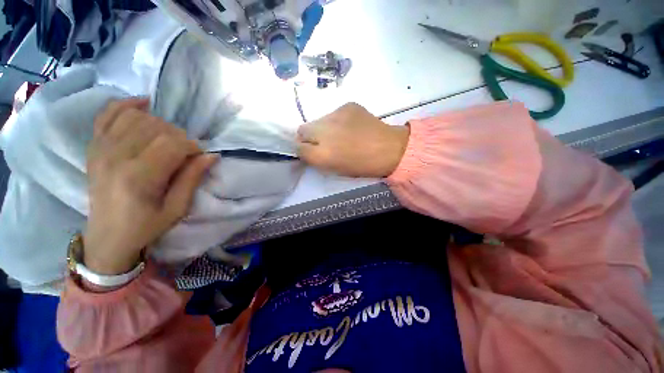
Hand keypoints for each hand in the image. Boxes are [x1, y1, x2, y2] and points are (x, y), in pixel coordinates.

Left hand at [84, 99, 217, 274]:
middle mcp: (115, 157)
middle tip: (185, 152)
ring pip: (136, 117)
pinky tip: (143, 105)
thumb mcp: (178, 208)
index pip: (172, 143)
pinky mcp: (94, 146)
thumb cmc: (146, 225)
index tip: (199, 156)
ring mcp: (100, 149)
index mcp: (138, 177)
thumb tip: (211, 155)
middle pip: (156, 127)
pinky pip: (108, 113)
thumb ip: (192, 178)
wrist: (107, 236)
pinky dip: (127, 105)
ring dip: (160, 124)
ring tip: (167, 139)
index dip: (192, 146)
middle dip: (179, 136)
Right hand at [297, 103, 409, 177]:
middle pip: (302, 130)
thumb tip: (308, 149)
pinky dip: (337, 120)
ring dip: (323, 127)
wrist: (389, 149)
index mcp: (322, 155)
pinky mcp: (347, 105)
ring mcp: (335, 116)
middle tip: (321, 141)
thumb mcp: (335, 169)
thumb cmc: (362, 166)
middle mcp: (324, 133)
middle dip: (308, 137)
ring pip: (318, 120)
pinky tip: (350, 126)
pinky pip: (334, 114)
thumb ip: (317, 159)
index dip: (303, 150)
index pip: (298, 148)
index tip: (310, 151)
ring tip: (339, 133)